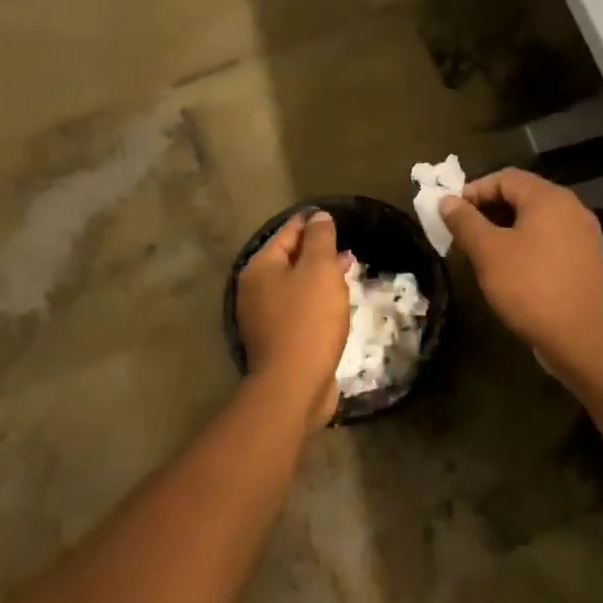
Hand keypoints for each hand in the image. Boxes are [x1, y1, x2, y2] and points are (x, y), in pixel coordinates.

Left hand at [235, 209, 348, 428]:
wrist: (295, 385)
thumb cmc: (308, 320)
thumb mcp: (319, 270)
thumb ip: (320, 239)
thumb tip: (318, 216)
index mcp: (260, 267)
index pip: (288, 232)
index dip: (311, 222)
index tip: (333, 217)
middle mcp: (255, 290)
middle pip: (289, 259)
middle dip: (317, 251)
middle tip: (346, 247)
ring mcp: (264, 317)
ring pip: (295, 286)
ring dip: (319, 277)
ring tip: (347, 272)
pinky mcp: (278, 340)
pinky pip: (299, 309)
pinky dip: (316, 300)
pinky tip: (337, 303)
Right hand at [439, 169, 602, 364]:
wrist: (582, 338)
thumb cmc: (530, 286)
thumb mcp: (488, 252)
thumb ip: (465, 221)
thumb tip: (446, 200)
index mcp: (549, 198)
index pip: (505, 177)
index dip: (474, 190)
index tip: (452, 213)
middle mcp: (572, 207)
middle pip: (523, 195)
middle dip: (489, 210)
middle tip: (463, 233)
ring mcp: (584, 234)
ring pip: (536, 219)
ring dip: (506, 228)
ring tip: (482, 252)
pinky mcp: (588, 259)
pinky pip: (551, 239)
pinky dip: (527, 244)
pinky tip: (511, 268)